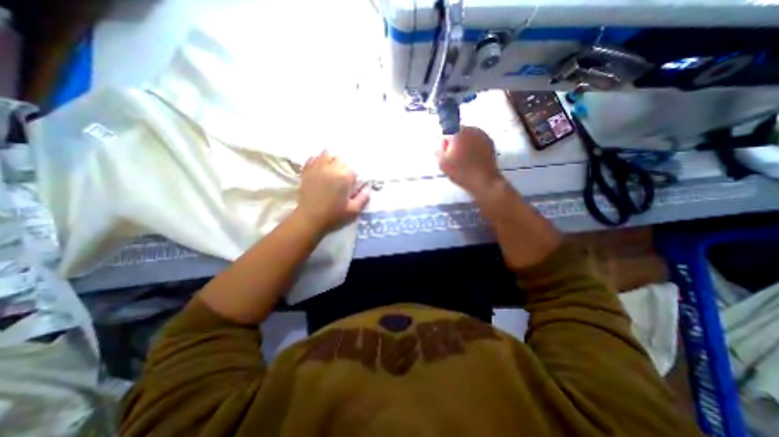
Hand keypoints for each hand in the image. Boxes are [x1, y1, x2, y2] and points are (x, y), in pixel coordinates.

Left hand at [299, 150, 369, 234]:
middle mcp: (331, 168)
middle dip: (344, 167)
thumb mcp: (354, 211)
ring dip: (332, 160)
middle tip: (344, 180)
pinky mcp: (306, 172)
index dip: (355, 177)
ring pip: (326, 154)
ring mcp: (317, 168)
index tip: (353, 186)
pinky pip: (313, 158)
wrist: (308, 221)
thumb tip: (368, 187)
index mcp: (344, 177)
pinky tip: (321, 167)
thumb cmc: (333, 217)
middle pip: (341, 159)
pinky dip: (318, 160)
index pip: (354, 169)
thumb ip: (364, 197)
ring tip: (333, 170)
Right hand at [435, 127, 501, 199]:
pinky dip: (474, 148)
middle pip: (459, 133)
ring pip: (469, 137)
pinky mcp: (490, 142)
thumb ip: (438, 150)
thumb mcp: (442, 163)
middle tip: (455, 158)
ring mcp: (483, 135)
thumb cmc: (461, 172)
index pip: (447, 130)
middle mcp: (472, 130)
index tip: (447, 153)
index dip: (446, 142)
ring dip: (465, 145)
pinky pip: (478, 142)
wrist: (483, 181)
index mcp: (459, 133)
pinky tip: (473, 160)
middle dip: (456, 143)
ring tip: (464, 160)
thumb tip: (442, 143)